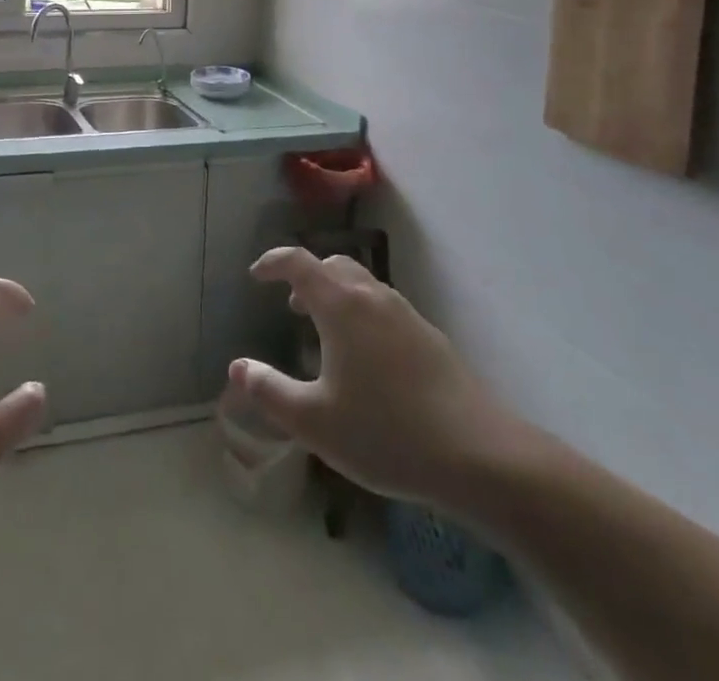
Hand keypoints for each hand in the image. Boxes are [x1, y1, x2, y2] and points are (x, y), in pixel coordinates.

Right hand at [229, 248, 530, 509]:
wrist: (481, 456)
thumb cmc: (387, 433)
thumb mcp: (315, 421)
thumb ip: (270, 392)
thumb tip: (237, 368)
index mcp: (341, 305)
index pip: (298, 262)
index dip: (273, 262)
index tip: (256, 275)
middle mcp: (373, 297)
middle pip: (334, 265)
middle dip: (307, 276)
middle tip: (292, 305)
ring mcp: (406, 315)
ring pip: (362, 284)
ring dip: (336, 295)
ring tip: (326, 331)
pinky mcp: (430, 337)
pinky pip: (384, 307)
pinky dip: (362, 313)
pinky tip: (366, 359)